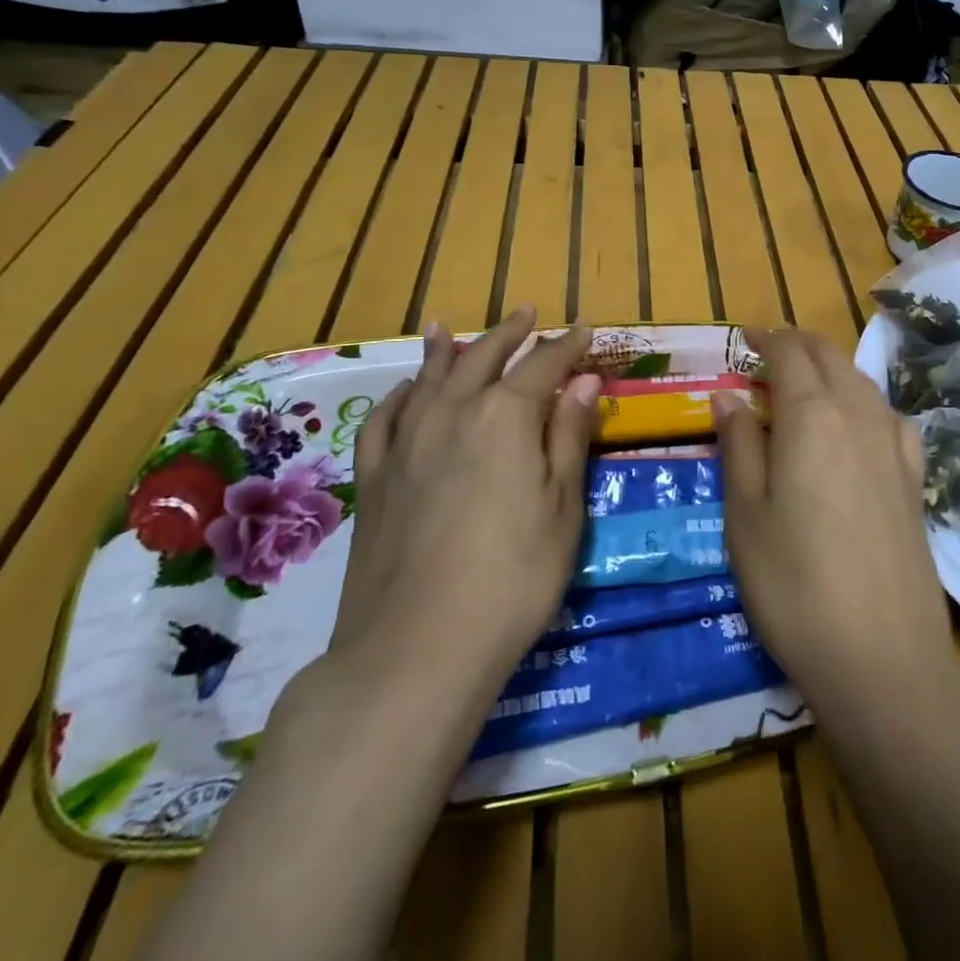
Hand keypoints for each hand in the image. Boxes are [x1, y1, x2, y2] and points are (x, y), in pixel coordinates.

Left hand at [327, 307, 601, 696]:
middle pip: (484, 357)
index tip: (585, 331)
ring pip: (429, 377)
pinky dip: (401, 394)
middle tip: (527, 312)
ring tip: (449, 326)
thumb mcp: (562, 506)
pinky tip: (407, 389)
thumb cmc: (513, 577)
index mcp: (506, 416)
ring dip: (447, 348)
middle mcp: (453, 412)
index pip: (544, 365)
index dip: (567, 346)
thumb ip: (568, 436)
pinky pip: (386, 418)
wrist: (416, 649)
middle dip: (510, 333)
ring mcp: (406, 442)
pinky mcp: (374, 476)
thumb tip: (583, 380)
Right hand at [713, 328, 958, 720]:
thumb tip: (729, 396)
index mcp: (812, 414)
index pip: (789, 352)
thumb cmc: (794, 584)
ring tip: (803, 388)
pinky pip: (889, 416)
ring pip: (861, 381)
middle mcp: (859, 414)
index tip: (743, 339)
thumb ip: (739, 445)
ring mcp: (895, 445)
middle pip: (829, 356)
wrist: (884, 657)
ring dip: (830, 370)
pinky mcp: (916, 478)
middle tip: (766, 356)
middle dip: (797, 345)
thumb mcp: (745, 514)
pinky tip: (856, 426)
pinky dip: (864, 402)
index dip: (764, 338)